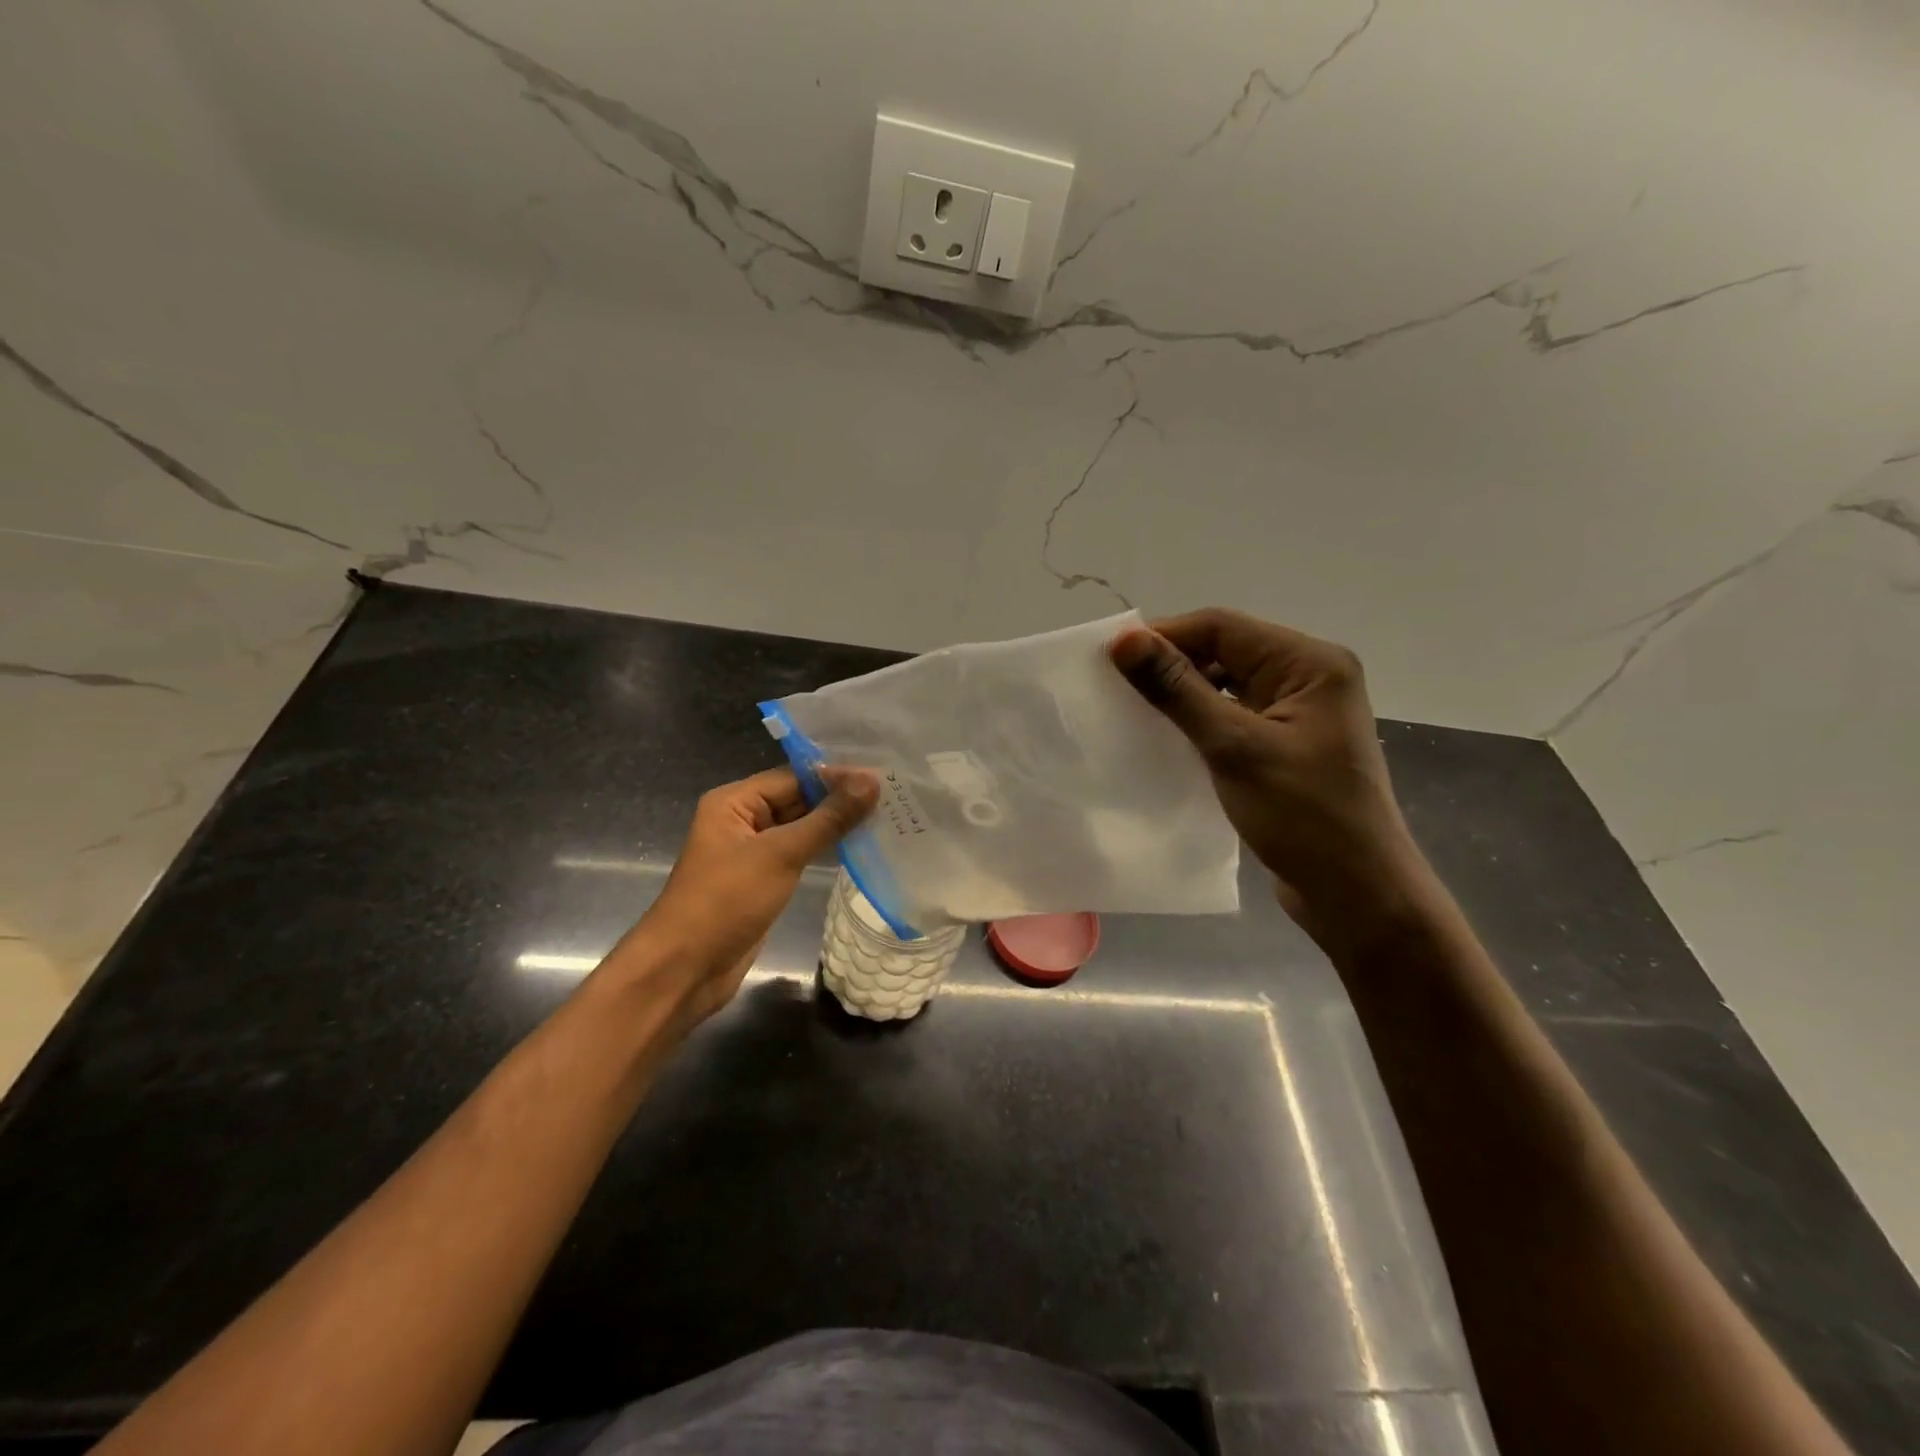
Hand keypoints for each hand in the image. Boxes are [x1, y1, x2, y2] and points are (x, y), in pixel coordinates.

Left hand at [621, 767, 877, 1025]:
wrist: (686, 969)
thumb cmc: (727, 901)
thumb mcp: (781, 854)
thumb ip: (828, 818)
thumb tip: (871, 781)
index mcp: (735, 802)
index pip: (794, 776)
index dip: (837, 776)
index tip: (883, 776)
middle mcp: (742, 820)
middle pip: (798, 799)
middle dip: (840, 799)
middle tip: (893, 796)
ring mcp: (753, 852)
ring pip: (802, 828)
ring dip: (837, 825)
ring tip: (886, 817)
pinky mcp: (763, 880)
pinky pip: (799, 854)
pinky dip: (826, 849)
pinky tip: (860, 847)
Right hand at [1111, 609, 1430, 951]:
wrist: (1358, 894)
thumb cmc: (1303, 816)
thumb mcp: (1234, 747)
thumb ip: (1177, 689)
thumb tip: (1124, 640)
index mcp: (1310, 663)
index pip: (1223, 627)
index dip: (1164, 635)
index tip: (1109, 658)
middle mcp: (1309, 676)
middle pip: (1226, 650)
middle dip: (1171, 663)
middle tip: (1114, 686)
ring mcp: (1299, 712)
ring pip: (1227, 684)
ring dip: (1182, 693)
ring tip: (1132, 710)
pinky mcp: (1287, 743)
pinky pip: (1234, 715)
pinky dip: (1199, 720)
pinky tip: (1166, 737)